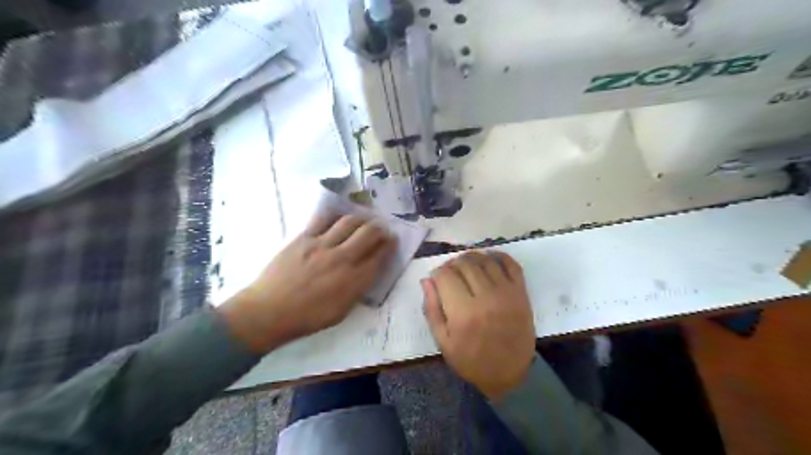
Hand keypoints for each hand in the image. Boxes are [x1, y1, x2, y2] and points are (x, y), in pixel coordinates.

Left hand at [218, 215, 395, 352]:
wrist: (268, 312)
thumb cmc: (307, 317)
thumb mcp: (341, 311)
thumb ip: (358, 289)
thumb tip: (368, 271)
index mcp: (353, 281)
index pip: (380, 256)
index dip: (389, 245)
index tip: (392, 241)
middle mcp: (342, 259)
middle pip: (369, 234)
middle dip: (380, 229)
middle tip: (381, 229)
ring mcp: (322, 245)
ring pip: (349, 222)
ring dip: (362, 219)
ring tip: (363, 220)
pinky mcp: (304, 238)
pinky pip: (323, 219)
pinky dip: (336, 215)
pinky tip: (339, 216)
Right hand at [422, 252, 536, 400]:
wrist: (509, 374)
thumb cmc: (471, 360)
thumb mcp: (443, 341)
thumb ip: (432, 309)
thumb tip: (427, 280)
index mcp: (463, 312)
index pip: (445, 275)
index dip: (437, 272)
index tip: (436, 278)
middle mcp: (485, 297)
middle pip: (465, 264)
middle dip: (452, 263)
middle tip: (450, 272)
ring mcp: (506, 293)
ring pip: (485, 260)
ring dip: (472, 257)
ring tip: (466, 265)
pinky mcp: (521, 293)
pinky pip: (511, 265)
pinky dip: (499, 256)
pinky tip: (489, 258)